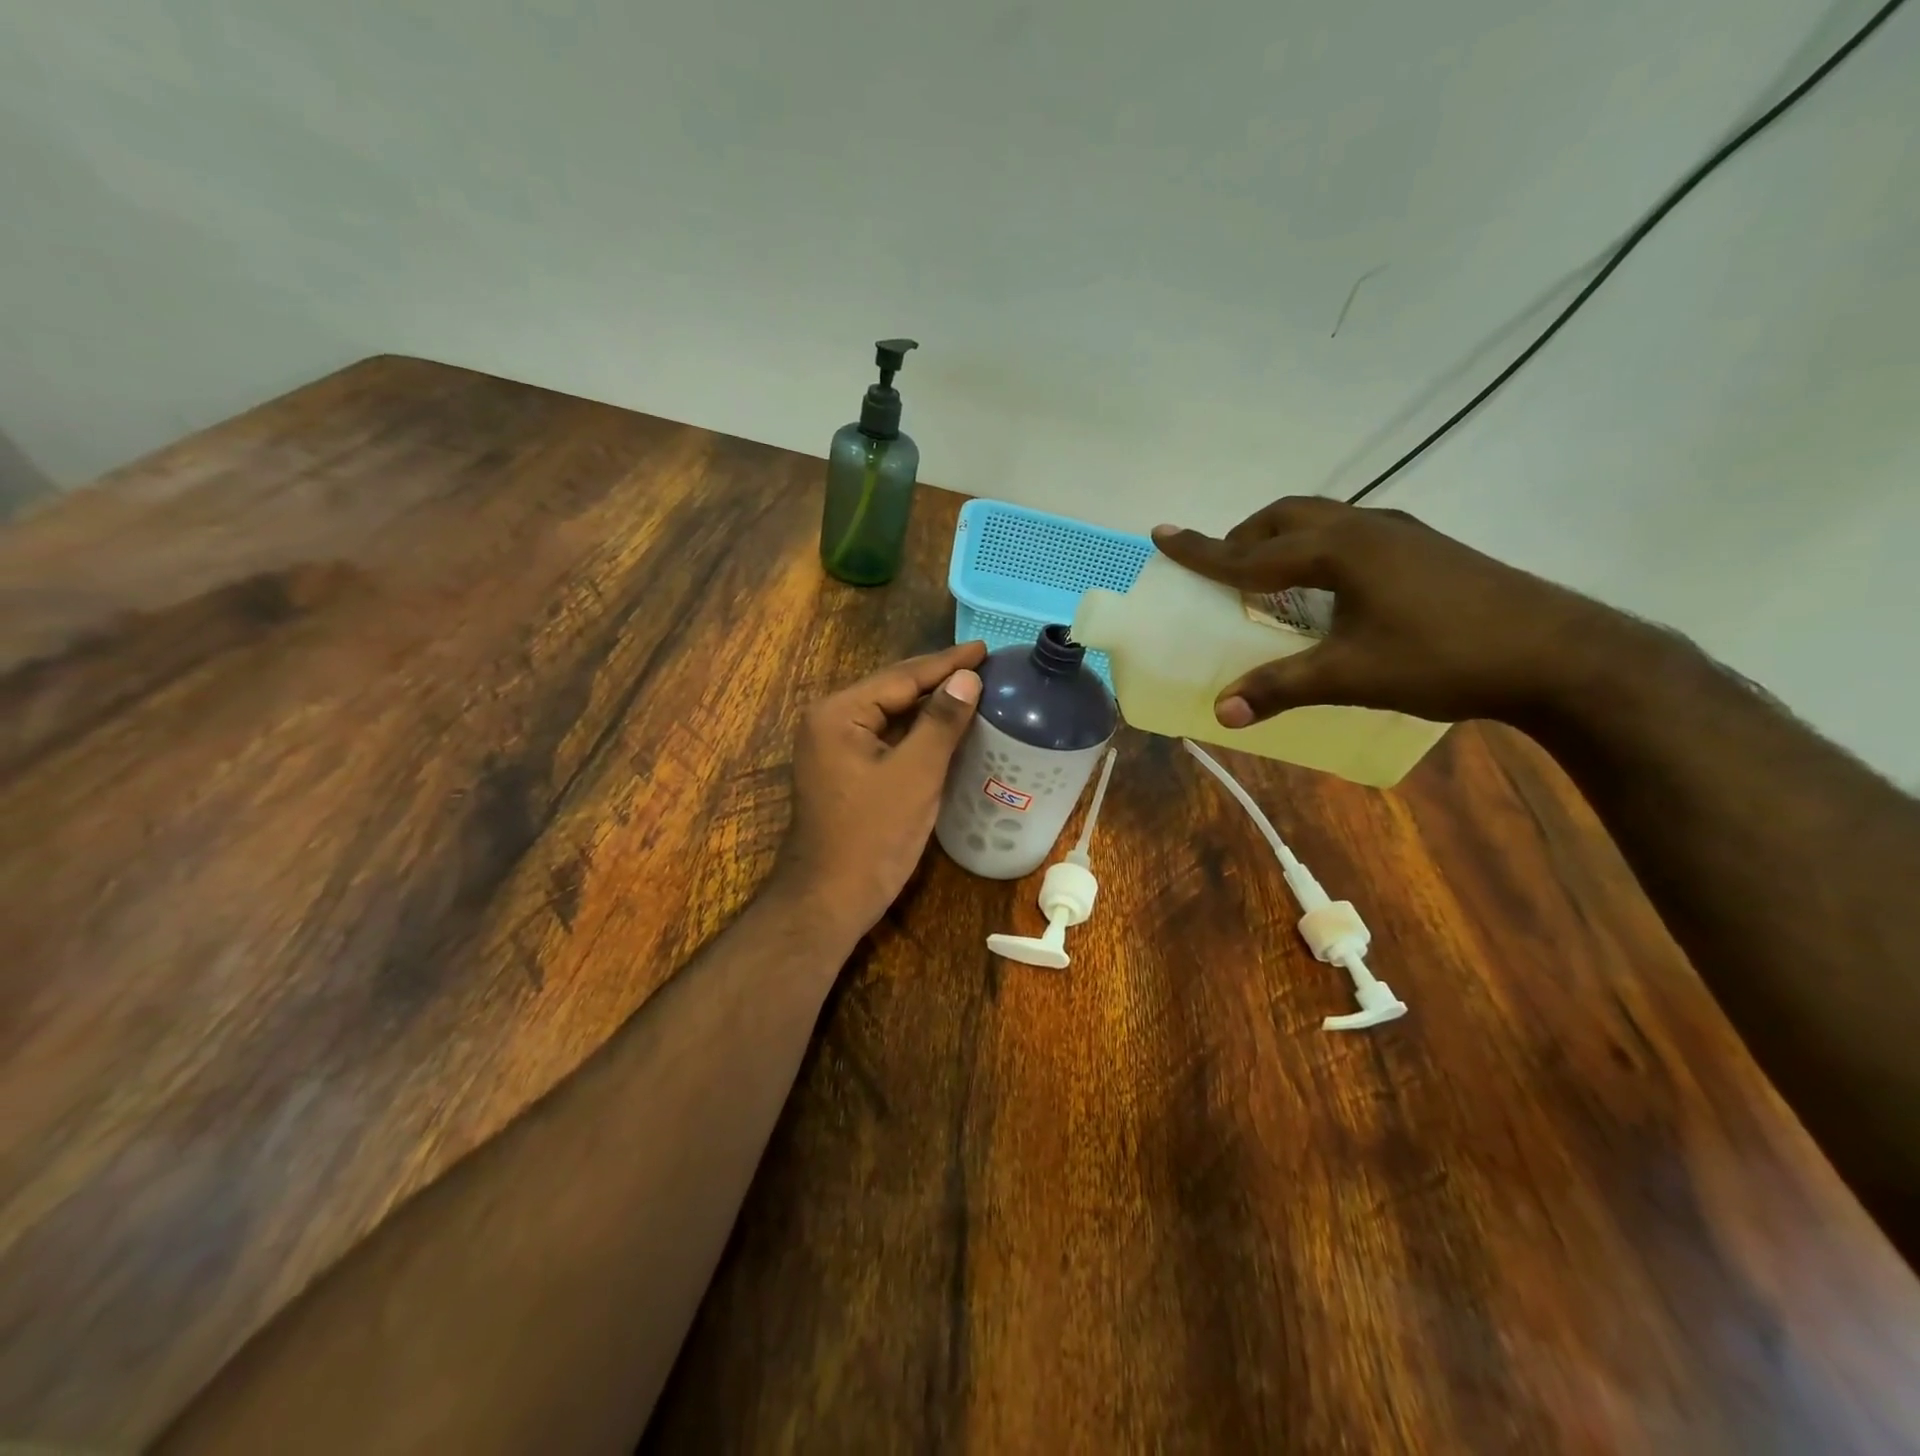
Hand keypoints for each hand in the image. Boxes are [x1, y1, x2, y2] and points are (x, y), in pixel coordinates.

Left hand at [768, 641, 985, 938]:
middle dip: (938, 679)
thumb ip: (941, 721)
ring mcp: (833, 747)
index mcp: (838, 713)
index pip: (901, 677)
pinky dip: (916, 731)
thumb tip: (967, 677)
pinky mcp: (844, 770)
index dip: (946, 662)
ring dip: (929, 704)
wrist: (830, 898)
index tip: (986, 648)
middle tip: (983, 665)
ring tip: (971, 688)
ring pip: (890, 715)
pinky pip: (885, 738)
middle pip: (893, 690)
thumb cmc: (873, 835)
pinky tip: (945, 727)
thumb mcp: (915, 774)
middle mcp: (829, 721)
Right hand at [1153, 497, 1625, 726]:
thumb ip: (1282, 688)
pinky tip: (1329, 588)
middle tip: (1220, 565)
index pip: (1252, 552)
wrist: (1560, 653)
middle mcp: (1367, 528)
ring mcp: (1402, 534)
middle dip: (1245, 537)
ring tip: (1268, 576)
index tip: (1161, 533)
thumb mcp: (1353, 675)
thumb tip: (1222, 712)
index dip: (1201, 549)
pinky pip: (1351, 534)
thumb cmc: (1446, 658)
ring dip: (1283, 540)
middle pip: (1287, 517)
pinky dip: (1318, 549)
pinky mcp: (1425, 549)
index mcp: (1340, 550)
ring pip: (1323, 520)